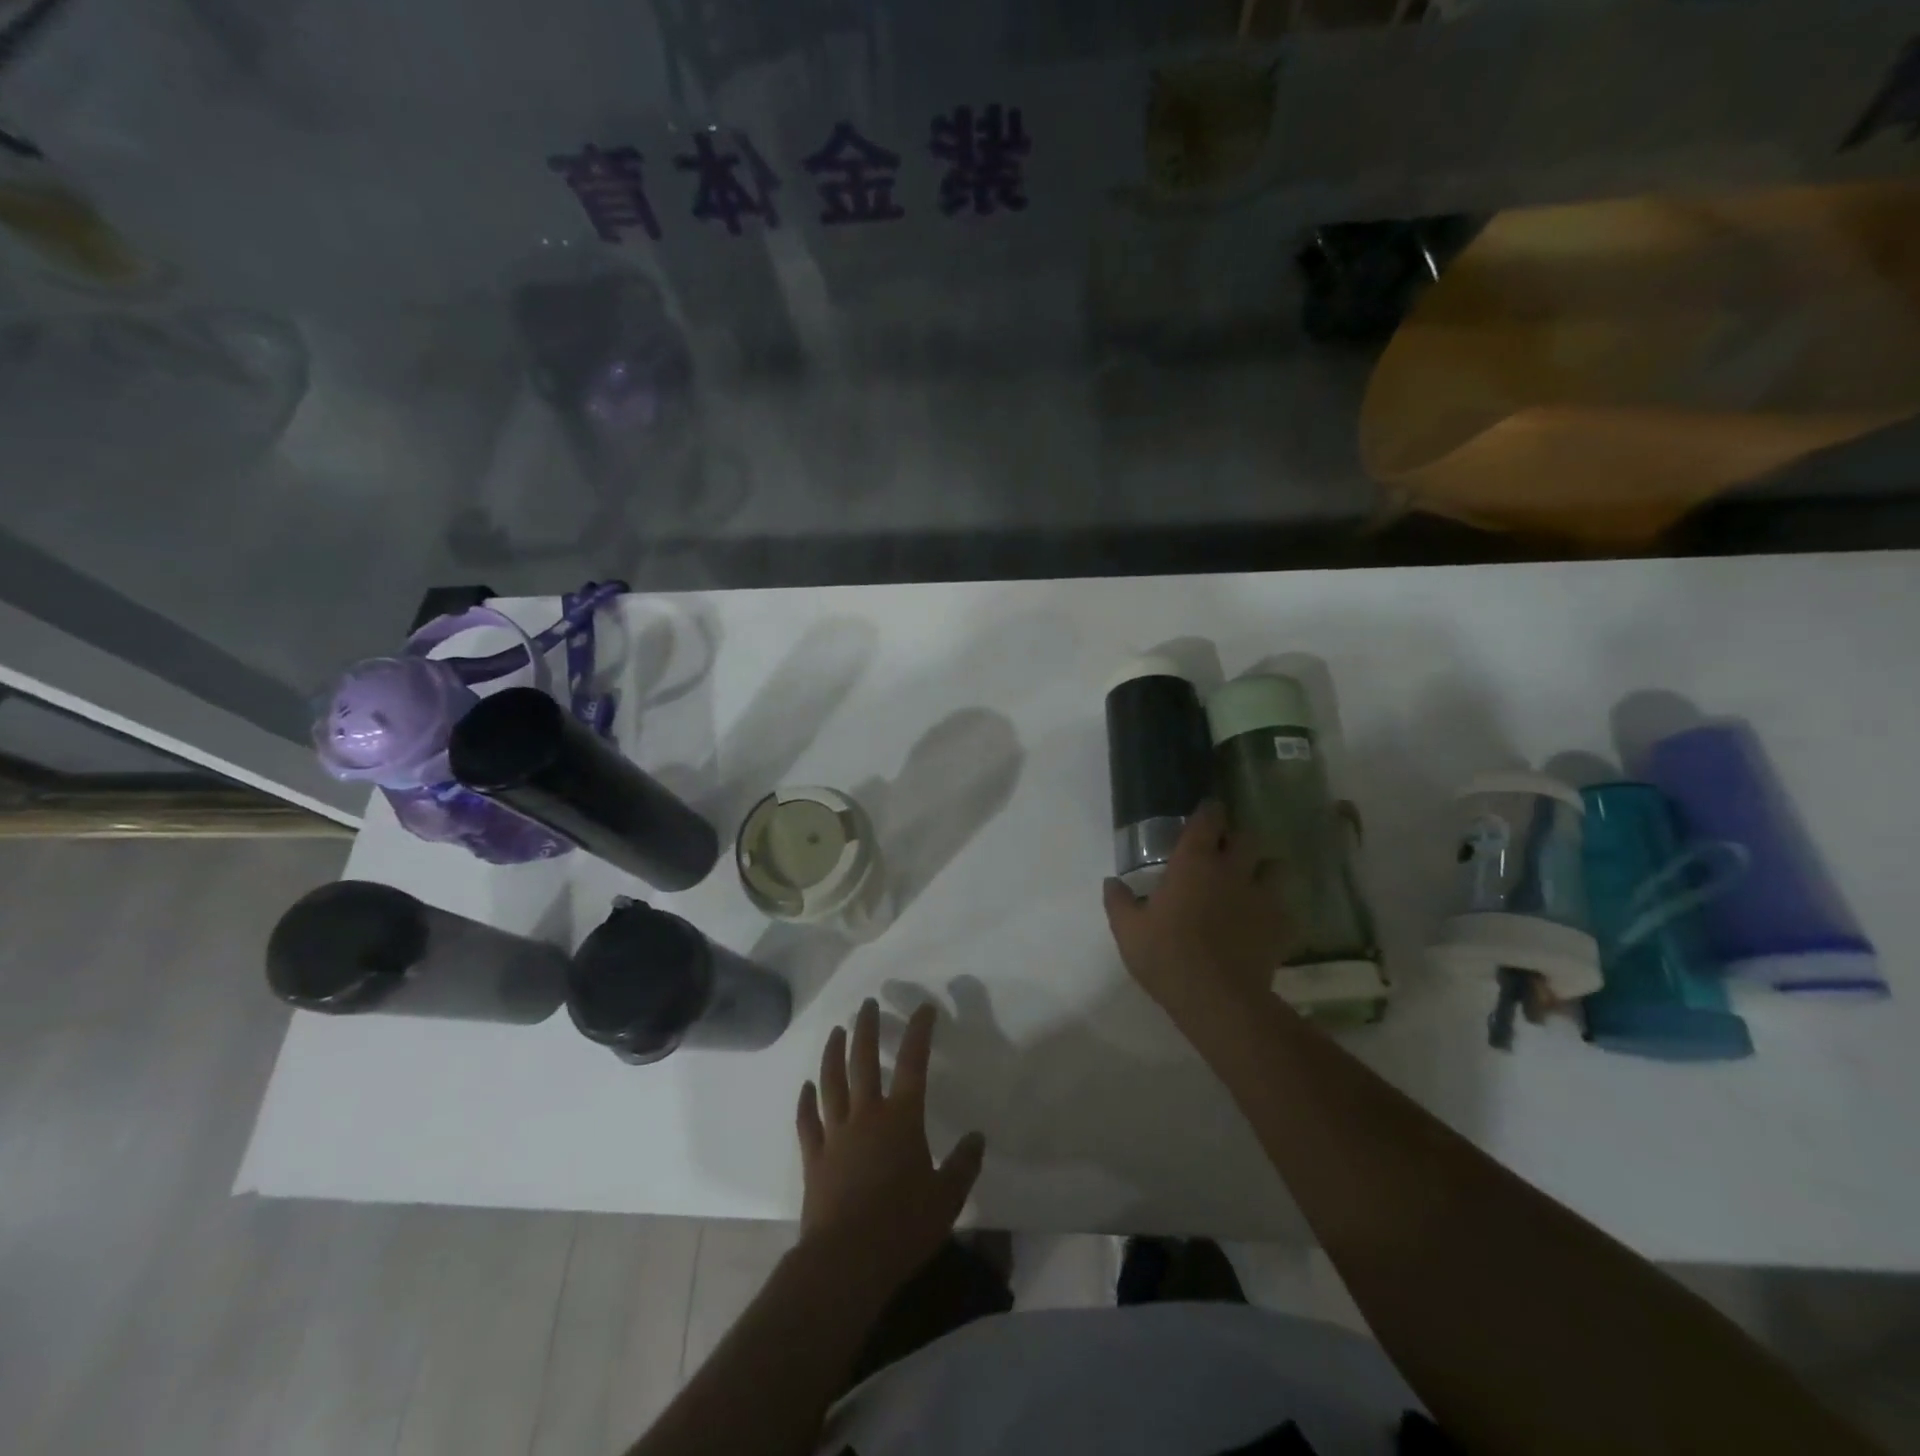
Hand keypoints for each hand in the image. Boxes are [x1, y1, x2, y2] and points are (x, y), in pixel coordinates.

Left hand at [796, 998, 985, 1295]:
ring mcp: (835, 1134)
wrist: (846, 1261)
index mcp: (901, 1118)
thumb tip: (977, 1137)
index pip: (913, 1062)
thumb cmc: (903, 1226)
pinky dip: (806, 1101)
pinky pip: (808, 1121)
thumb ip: (964, 1164)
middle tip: (867, 1003)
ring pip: (831, 1082)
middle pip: (862, 1060)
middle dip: (866, 1027)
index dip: (919, 1031)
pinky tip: (806, 1086)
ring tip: (837, 1030)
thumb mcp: (947, 1197)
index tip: (923, 1007)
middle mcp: (866, 1115)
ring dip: (833, 1052)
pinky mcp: (814, 1158)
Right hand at [1102, 800, 1291, 1015]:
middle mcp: (1231, 870)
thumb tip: (1111, 881)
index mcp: (1193, 863)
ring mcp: (1262, 896)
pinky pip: (1285, 907)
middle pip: (1246, 837)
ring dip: (1263, 869)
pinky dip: (1276, 909)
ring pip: (1274, 867)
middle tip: (1225, 851)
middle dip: (1236, 838)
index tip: (1208, 812)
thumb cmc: (1166, 956)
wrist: (1217, 998)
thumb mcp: (1128, 930)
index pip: (1208, 821)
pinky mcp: (1282, 925)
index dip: (1209, 812)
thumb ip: (1118, 901)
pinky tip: (1264, 922)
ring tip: (1252, 882)